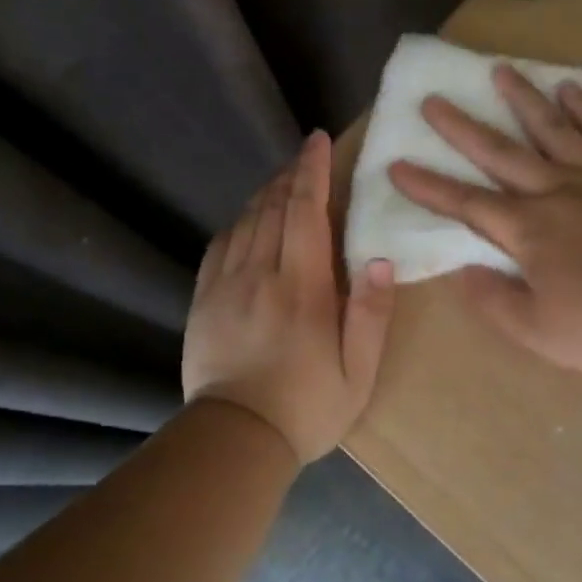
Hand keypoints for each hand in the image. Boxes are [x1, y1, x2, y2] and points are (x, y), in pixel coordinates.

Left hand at [183, 130, 395, 464]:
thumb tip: (378, 259)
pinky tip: (246, 222)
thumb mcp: (358, 372)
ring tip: (282, 184)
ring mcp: (226, 286)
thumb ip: (370, 313)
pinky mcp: (203, 301)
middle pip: (273, 208)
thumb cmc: (307, 407)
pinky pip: (219, 246)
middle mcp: (260, 274)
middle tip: (305, 159)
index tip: (316, 142)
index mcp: (302, 287)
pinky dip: (237, 224)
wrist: (235, 439)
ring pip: (245, 222)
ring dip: (265, 196)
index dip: (311, 171)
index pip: (305, 211)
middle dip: (291, 177)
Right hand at [389, 65, 581, 378]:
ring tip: (500, 70)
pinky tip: (570, 88)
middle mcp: (555, 192)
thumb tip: (461, 271)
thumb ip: (493, 300)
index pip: (466, 203)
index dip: (428, 186)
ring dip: (522, 99)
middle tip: (433, 100)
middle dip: (461, 128)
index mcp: (528, 231)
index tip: (396, 165)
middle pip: (500, 153)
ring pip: (552, 129)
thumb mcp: (538, 332)